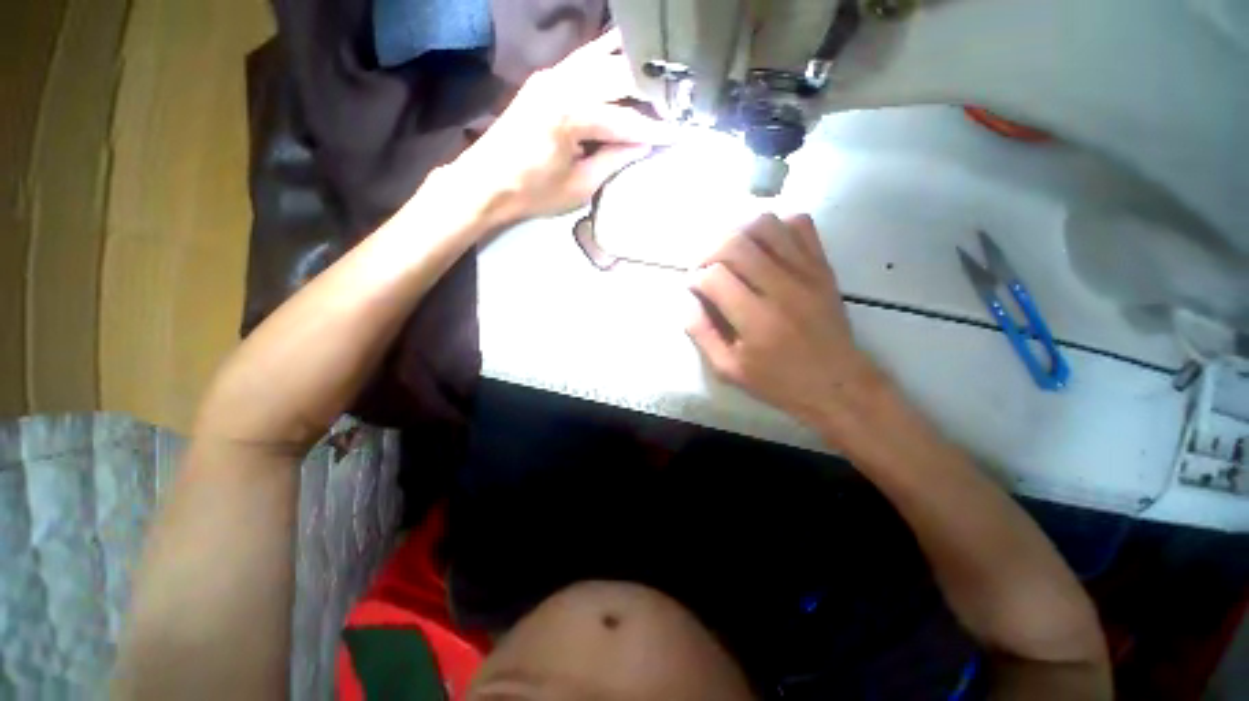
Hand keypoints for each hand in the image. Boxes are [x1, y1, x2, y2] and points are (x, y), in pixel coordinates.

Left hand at [452, 29, 674, 222]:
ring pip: (602, 57)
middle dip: (650, 89)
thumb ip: (614, 160)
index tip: (681, 133)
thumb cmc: (533, 193)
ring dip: (631, 66)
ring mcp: (552, 75)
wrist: (486, 182)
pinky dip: (608, 59)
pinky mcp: (546, 78)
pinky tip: (625, 61)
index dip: (656, 129)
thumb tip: (644, 144)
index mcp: (571, 115)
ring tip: (658, 79)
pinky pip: (584, 59)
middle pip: (618, 75)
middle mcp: (562, 84)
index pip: (626, 120)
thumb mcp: (580, 186)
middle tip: (675, 103)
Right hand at [686, 214, 886, 440]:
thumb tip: (688, 300)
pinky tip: (764, 246)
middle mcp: (781, 288)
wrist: (837, 384)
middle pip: (735, 243)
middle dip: (709, 251)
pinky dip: (776, 227)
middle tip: (706, 268)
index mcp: (755, 319)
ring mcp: (806, 272)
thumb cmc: (778, 381)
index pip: (714, 277)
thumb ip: (702, 333)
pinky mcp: (822, 266)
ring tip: (731, 254)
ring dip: (739, 233)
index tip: (694, 288)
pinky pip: (800, 225)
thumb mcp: (728, 369)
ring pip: (766, 224)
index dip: (695, 279)